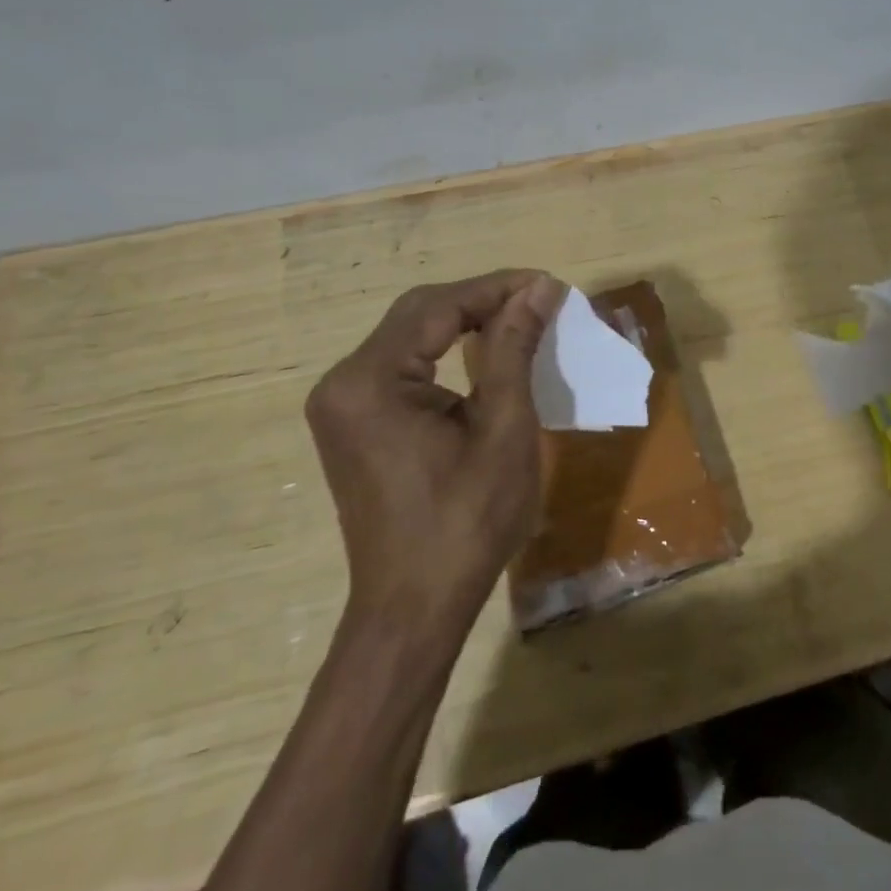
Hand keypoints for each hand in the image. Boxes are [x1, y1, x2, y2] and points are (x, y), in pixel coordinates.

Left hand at [304, 270, 566, 622]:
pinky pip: (401, 366)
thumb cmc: (466, 523)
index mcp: (370, 381)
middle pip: (418, 314)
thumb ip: (514, 349)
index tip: (548, 283)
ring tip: (520, 318)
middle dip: (481, 300)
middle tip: (538, 298)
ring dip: (464, 322)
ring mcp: (342, 404)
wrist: (414, 608)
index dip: (497, 288)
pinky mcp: (353, 422)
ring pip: (409, 336)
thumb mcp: (503, 429)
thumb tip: (539, 289)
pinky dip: (445, 351)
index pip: (439, 307)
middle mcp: (343, 382)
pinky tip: (482, 352)